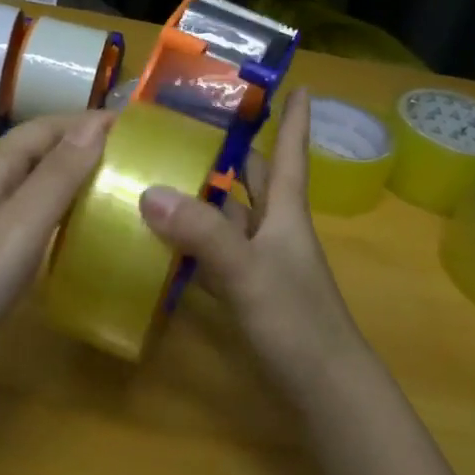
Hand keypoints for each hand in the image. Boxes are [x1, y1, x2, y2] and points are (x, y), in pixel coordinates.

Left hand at [0, 109, 113, 390]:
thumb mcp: (20, 226)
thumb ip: (57, 175)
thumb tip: (95, 124)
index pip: (46, 126)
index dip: (89, 121)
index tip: (137, 126)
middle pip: (38, 149)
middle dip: (84, 144)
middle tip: (134, 156)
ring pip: (32, 181)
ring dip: (72, 175)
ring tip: (115, 184)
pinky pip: (25, 211)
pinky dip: (56, 207)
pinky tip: (75, 226)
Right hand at [138, 89, 365, 398]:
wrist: (324, 391)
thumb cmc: (297, 322)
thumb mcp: (248, 272)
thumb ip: (203, 234)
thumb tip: (150, 191)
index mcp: (286, 214)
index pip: (290, 155)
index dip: (295, 120)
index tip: (296, 83)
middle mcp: (274, 230)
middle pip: (253, 180)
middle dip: (232, 152)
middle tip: (190, 126)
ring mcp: (260, 262)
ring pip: (229, 217)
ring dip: (201, 197)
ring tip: (158, 173)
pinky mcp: (245, 291)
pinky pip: (212, 255)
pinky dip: (189, 244)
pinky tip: (158, 239)